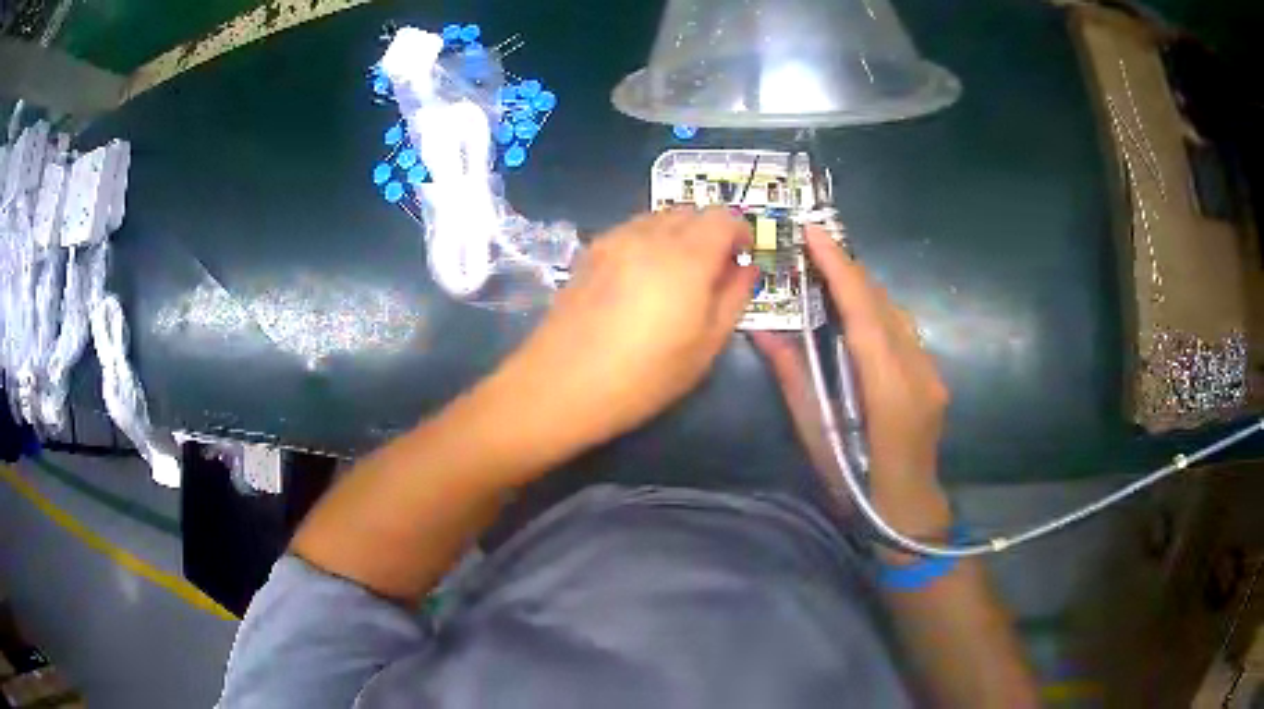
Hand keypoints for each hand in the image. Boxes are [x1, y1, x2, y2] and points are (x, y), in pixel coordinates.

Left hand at [490, 208, 755, 462]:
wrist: (561, 385)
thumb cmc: (643, 376)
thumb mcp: (705, 347)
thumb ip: (733, 298)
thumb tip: (746, 268)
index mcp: (686, 256)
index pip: (723, 217)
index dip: (740, 233)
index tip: (741, 261)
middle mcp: (650, 235)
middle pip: (691, 211)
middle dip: (710, 232)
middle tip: (712, 273)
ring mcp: (614, 240)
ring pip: (659, 217)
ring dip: (678, 235)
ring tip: (676, 278)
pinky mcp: (589, 252)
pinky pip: (631, 230)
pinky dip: (649, 242)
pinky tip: (641, 281)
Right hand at [752, 226, 950, 532]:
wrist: (907, 511)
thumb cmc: (855, 485)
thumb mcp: (817, 435)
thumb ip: (794, 378)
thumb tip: (765, 330)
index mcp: (888, 388)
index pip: (864, 312)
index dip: (840, 268)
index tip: (814, 233)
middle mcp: (917, 371)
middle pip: (883, 304)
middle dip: (848, 268)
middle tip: (812, 245)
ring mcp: (931, 372)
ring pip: (896, 313)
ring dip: (863, 287)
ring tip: (828, 271)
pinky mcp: (934, 377)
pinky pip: (904, 331)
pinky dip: (877, 311)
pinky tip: (856, 312)